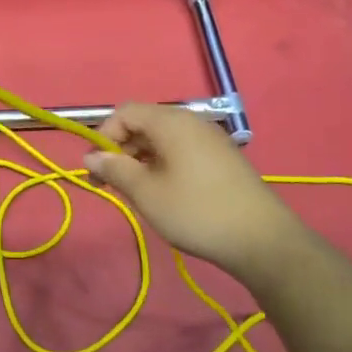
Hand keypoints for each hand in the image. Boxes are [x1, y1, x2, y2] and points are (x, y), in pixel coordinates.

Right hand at [83, 103, 305, 289]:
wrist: (262, 239)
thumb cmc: (196, 211)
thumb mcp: (146, 193)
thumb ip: (115, 169)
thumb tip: (90, 156)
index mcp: (170, 122)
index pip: (124, 112)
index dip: (103, 136)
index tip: (97, 170)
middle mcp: (190, 121)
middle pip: (143, 122)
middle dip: (121, 149)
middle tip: (112, 184)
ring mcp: (209, 138)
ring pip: (162, 138)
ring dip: (141, 158)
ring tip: (137, 192)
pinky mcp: (221, 157)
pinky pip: (181, 149)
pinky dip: (163, 163)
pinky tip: (165, 192)